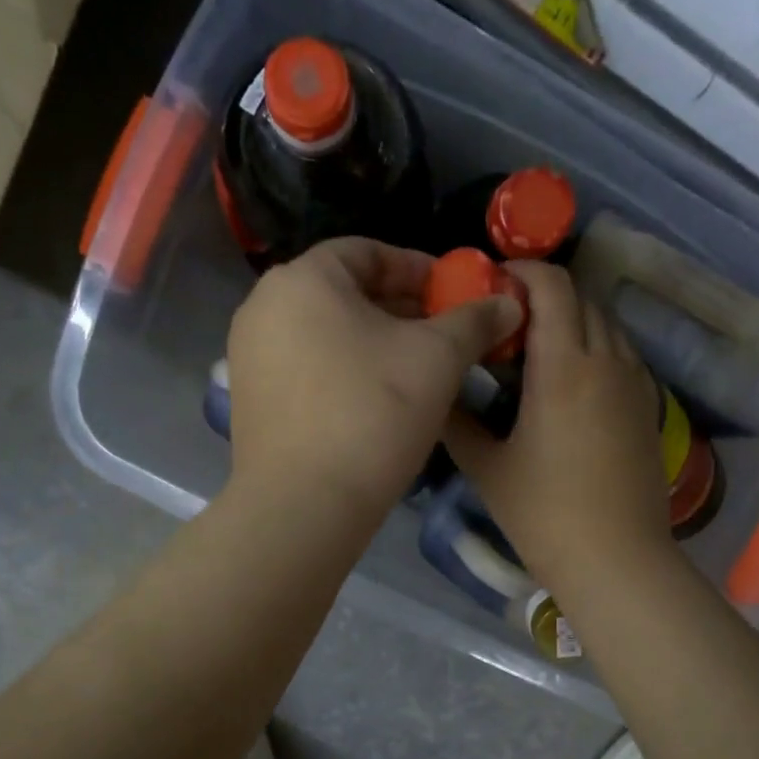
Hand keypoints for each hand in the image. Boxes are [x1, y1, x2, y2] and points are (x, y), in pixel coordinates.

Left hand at [227, 237, 523, 520]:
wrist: (305, 506)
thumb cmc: (373, 414)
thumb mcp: (437, 359)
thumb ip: (474, 321)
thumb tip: (509, 301)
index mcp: (302, 279)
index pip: (368, 252)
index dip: (419, 269)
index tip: (456, 295)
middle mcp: (263, 307)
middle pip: (345, 293)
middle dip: (401, 309)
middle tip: (445, 336)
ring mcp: (249, 356)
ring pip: (326, 334)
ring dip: (376, 343)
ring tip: (418, 372)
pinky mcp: (250, 401)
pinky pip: (307, 368)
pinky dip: (345, 372)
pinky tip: (378, 403)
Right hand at [444, 262, 674, 593]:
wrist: (616, 560)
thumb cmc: (544, 515)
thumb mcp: (488, 468)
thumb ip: (457, 422)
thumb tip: (435, 393)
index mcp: (564, 367)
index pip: (552, 286)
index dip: (522, 271)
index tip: (492, 283)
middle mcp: (606, 361)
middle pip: (582, 299)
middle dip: (544, 295)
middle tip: (506, 322)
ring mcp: (635, 384)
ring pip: (607, 326)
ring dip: (573, 321)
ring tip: (537, 350)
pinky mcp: (649, 408)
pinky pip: (622, 355)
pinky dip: (595, 349)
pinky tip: (572, 383)